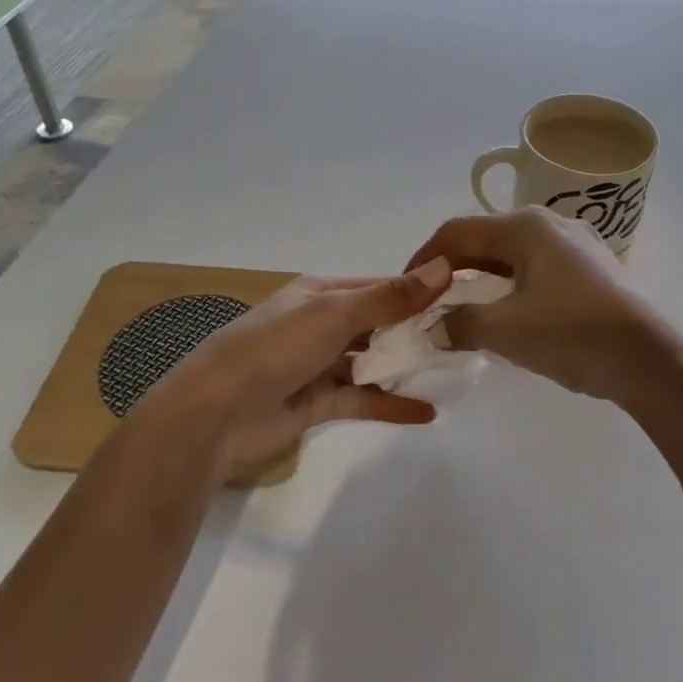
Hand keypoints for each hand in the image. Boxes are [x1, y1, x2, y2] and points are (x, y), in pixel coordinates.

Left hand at [135, 260, 453, 481]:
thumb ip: (391, 298)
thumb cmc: (275, 349)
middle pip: (380, 323)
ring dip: (406, 367)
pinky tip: (427, 412)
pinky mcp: (319, 402)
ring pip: (373, 361)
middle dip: (418, 331)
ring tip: (453, 372)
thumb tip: (445, 267)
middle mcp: (323, 323)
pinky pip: (364, 399)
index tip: (464, 299)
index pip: (381, 285)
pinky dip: (391, 404)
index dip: (420, 291)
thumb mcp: (335, 315)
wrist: (216, 414)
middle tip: (467, 339)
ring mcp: (321, 364)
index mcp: (323, 292)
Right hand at [405, 209, 669, 403]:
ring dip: (484, 281)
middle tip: (433, 302)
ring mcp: (577, 245)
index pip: (457, 232)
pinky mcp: (593, 269)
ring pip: (513, 256)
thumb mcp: (504, 330)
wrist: (648, 361)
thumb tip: (438, 327)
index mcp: (526, 227)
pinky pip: (538, 270)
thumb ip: (460, 324)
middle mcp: (551, 224)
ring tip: (466, 311)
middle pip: (486, 240)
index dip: (424, 257)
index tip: (405, 286)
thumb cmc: (571, 334)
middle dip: (454, 270)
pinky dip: (513, 288)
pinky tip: (511, 315)